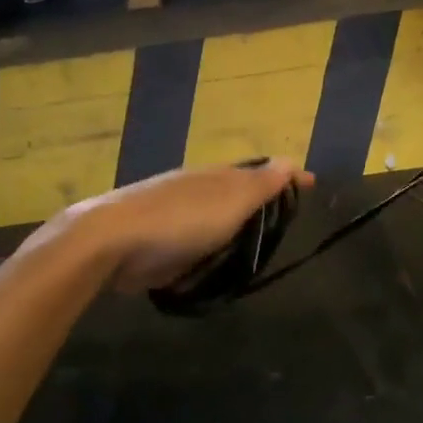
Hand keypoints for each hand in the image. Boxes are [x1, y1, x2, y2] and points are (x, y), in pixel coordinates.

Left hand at [53, 159, 313, 293]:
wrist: (111, 241)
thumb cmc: (181, 219)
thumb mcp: (230, 200)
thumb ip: (260, 184)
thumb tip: (290, 160)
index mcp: (216, 177)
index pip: (260, 172)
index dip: (286, 179)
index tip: (310, 185)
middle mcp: (195, 189)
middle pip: (235, 191)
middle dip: (258, 198)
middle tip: (281, 215)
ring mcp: (172, 215)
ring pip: (212, 216)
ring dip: (231, 224)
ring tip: (251, 242)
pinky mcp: (154, 243)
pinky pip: (191, 242)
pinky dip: (205, 246)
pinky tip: (209, 261)